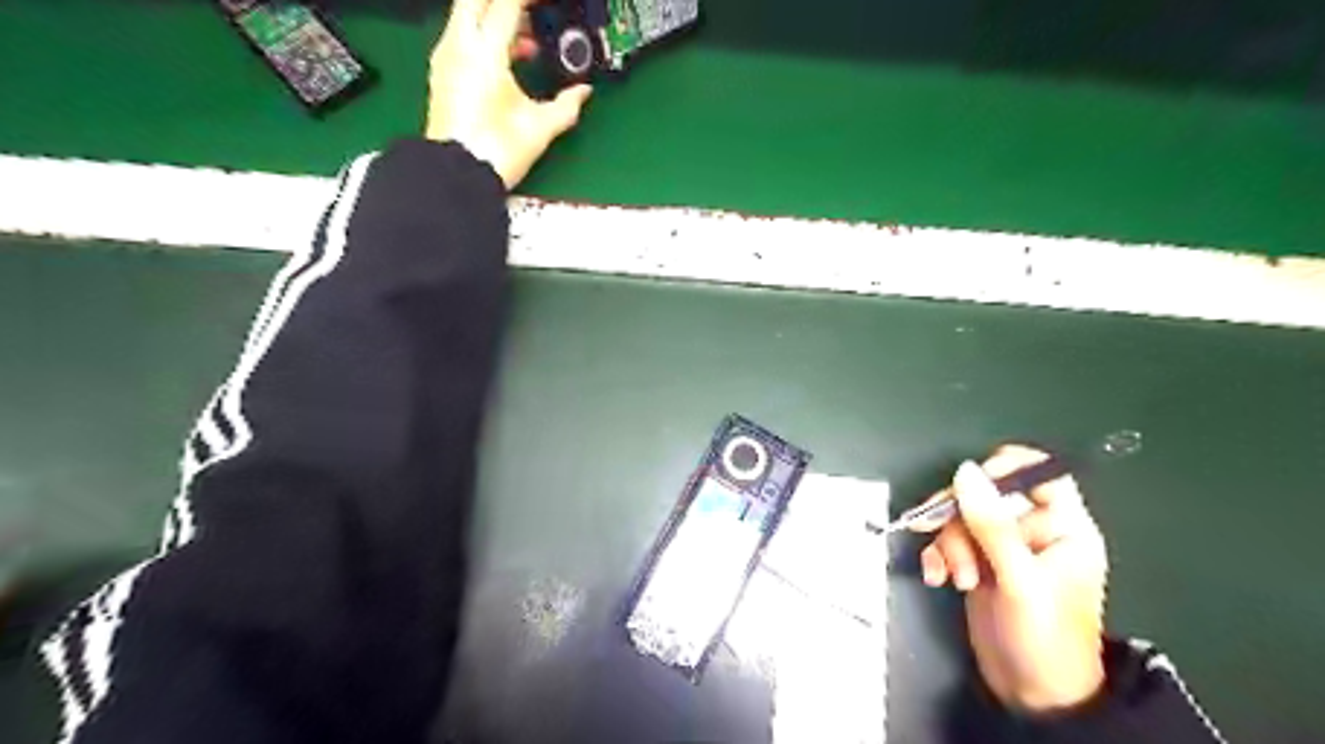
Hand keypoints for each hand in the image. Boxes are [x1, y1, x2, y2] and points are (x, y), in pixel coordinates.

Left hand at [428, 1, 593, 189]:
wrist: (457, 176)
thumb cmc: (493, 152)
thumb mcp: (539, 127)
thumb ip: (566, 105)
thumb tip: (583, 93)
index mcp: (484, 53)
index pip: (507, 3)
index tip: (547, 2)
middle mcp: (459, 48)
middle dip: (506, 2)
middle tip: (532, 11)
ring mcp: (446, 60)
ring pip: (467, 15)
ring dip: (496, 17)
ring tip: (528, 41)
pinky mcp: (443, 76)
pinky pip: (463, 38)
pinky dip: (485, 37)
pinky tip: (509, 60)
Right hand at [925, 447, 1110, 713]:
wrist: (1032, 694)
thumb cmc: (1044, 637)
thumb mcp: (1019, 579)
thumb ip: (992, 524)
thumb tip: (966, 471)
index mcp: (1063, 527)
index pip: (1040, 474)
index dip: (1007, 469)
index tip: (972, 483)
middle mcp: (1033, 530)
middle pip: (987, 494)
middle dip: (962, 518)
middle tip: (949, 540)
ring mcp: (1003, 546)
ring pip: (962, 518)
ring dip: (949, 544)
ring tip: (956, 578)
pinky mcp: (978, 562)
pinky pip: (949, 540)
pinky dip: (938, 556)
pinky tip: (937, 577)